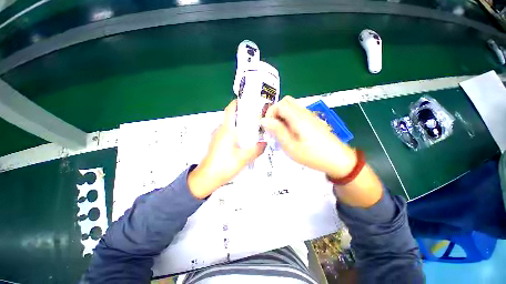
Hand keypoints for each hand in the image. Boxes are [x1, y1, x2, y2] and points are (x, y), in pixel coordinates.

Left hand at [188, 100, 266, 198]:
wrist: (205, 179)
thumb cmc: (223, 166)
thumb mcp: (243, 158)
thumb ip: (256, 149)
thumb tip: (265, 143)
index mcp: (226, 130)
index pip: (230, 110)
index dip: (238, 103)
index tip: (248, 102)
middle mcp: (220, 130)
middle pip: (233, 118)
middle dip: (244, 116)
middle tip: (257, 119)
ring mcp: (217, 137)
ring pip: (231, 127)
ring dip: (241, 126)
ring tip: (253, 131)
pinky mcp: (216, 143)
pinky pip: (228, 134)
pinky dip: (237, 134)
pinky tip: (244, 142)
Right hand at [261, 96, 355, 178]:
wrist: (337, 160)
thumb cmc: (313, 155)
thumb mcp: (291, 146)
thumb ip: (277, 131)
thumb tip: (264, 120)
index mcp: (298, 119)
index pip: (280, 105)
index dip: (270, 113)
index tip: (268, 126)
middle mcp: (304, 113)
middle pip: (286, 101)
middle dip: (276, 111)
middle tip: (274, 126)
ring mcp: (310, 115)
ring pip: (292, 106)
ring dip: (282, 114)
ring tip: (281, 130)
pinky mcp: (312, 119)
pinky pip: (297, 112)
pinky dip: (289, 117)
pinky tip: (291, 131)